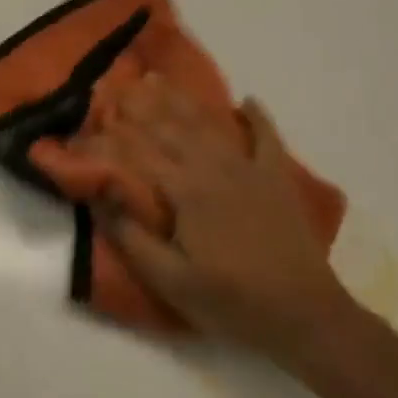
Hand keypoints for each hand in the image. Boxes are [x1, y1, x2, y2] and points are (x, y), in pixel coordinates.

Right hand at [86, 79, 354, 369]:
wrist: (306, 317)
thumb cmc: (231, 302)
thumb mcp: (171, 280)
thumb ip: (131, 237)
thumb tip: (99, 195)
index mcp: (185, 189)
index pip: (139, 152)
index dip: (112, 136)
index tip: (91, 120)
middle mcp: (213, 167)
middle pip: (169, 128)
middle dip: (139, 106)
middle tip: (116, 87)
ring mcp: (249, 168)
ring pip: (208, 123)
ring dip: (181, 100)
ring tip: (157, 79)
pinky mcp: (277, 178)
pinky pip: (266, 137)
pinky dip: (257, 117)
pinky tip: (247, 101)